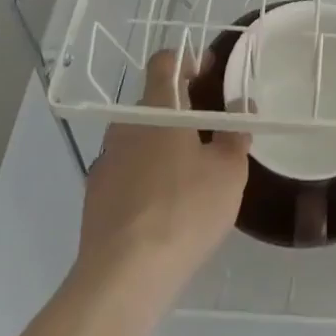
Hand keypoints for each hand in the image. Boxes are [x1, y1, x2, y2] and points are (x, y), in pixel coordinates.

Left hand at [77, 50, 249, 300]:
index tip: (209, 71)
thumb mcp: (228, 172)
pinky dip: (145, 175)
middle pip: (153, 102)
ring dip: (161, 144)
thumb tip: (240, 108)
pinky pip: (125, 171)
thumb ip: (235, 134)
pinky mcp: (95, 197)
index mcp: (157, 109)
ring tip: (189, 171)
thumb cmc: (183, 210)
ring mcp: (105, 162)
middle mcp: (125, 126)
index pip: (165, 62)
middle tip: (208, 127)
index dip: (188, 59)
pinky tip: (163, 205)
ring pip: (138, 138)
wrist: (122, 276)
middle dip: (180, 108)